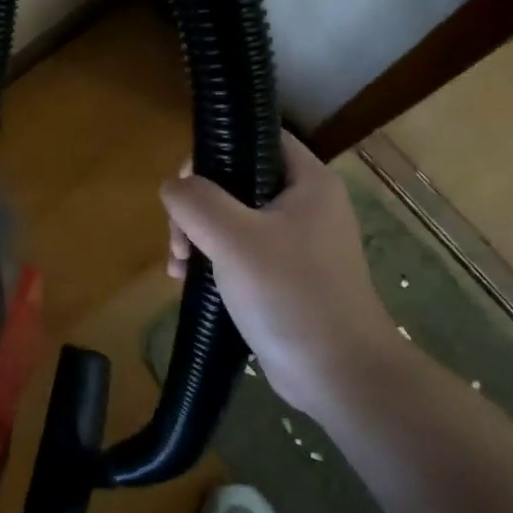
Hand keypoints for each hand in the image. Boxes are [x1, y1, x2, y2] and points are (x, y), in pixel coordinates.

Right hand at [161, 131, 396, 416]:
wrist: (339, 375)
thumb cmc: (290, 294)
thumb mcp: (233, 238)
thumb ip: (196, 201)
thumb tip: (173, 187)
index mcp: (308, 182)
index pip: (258, 137)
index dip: (217, 148)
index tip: (187, 184)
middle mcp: (305, 204)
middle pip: (236, 180)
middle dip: (197, 206)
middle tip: (179, 239)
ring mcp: (296, 242)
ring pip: (232, 218)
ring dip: (198, 235)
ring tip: (179, 266)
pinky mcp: (285, 276)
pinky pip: (239, 251)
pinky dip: (212, 259)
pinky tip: (188, 282)